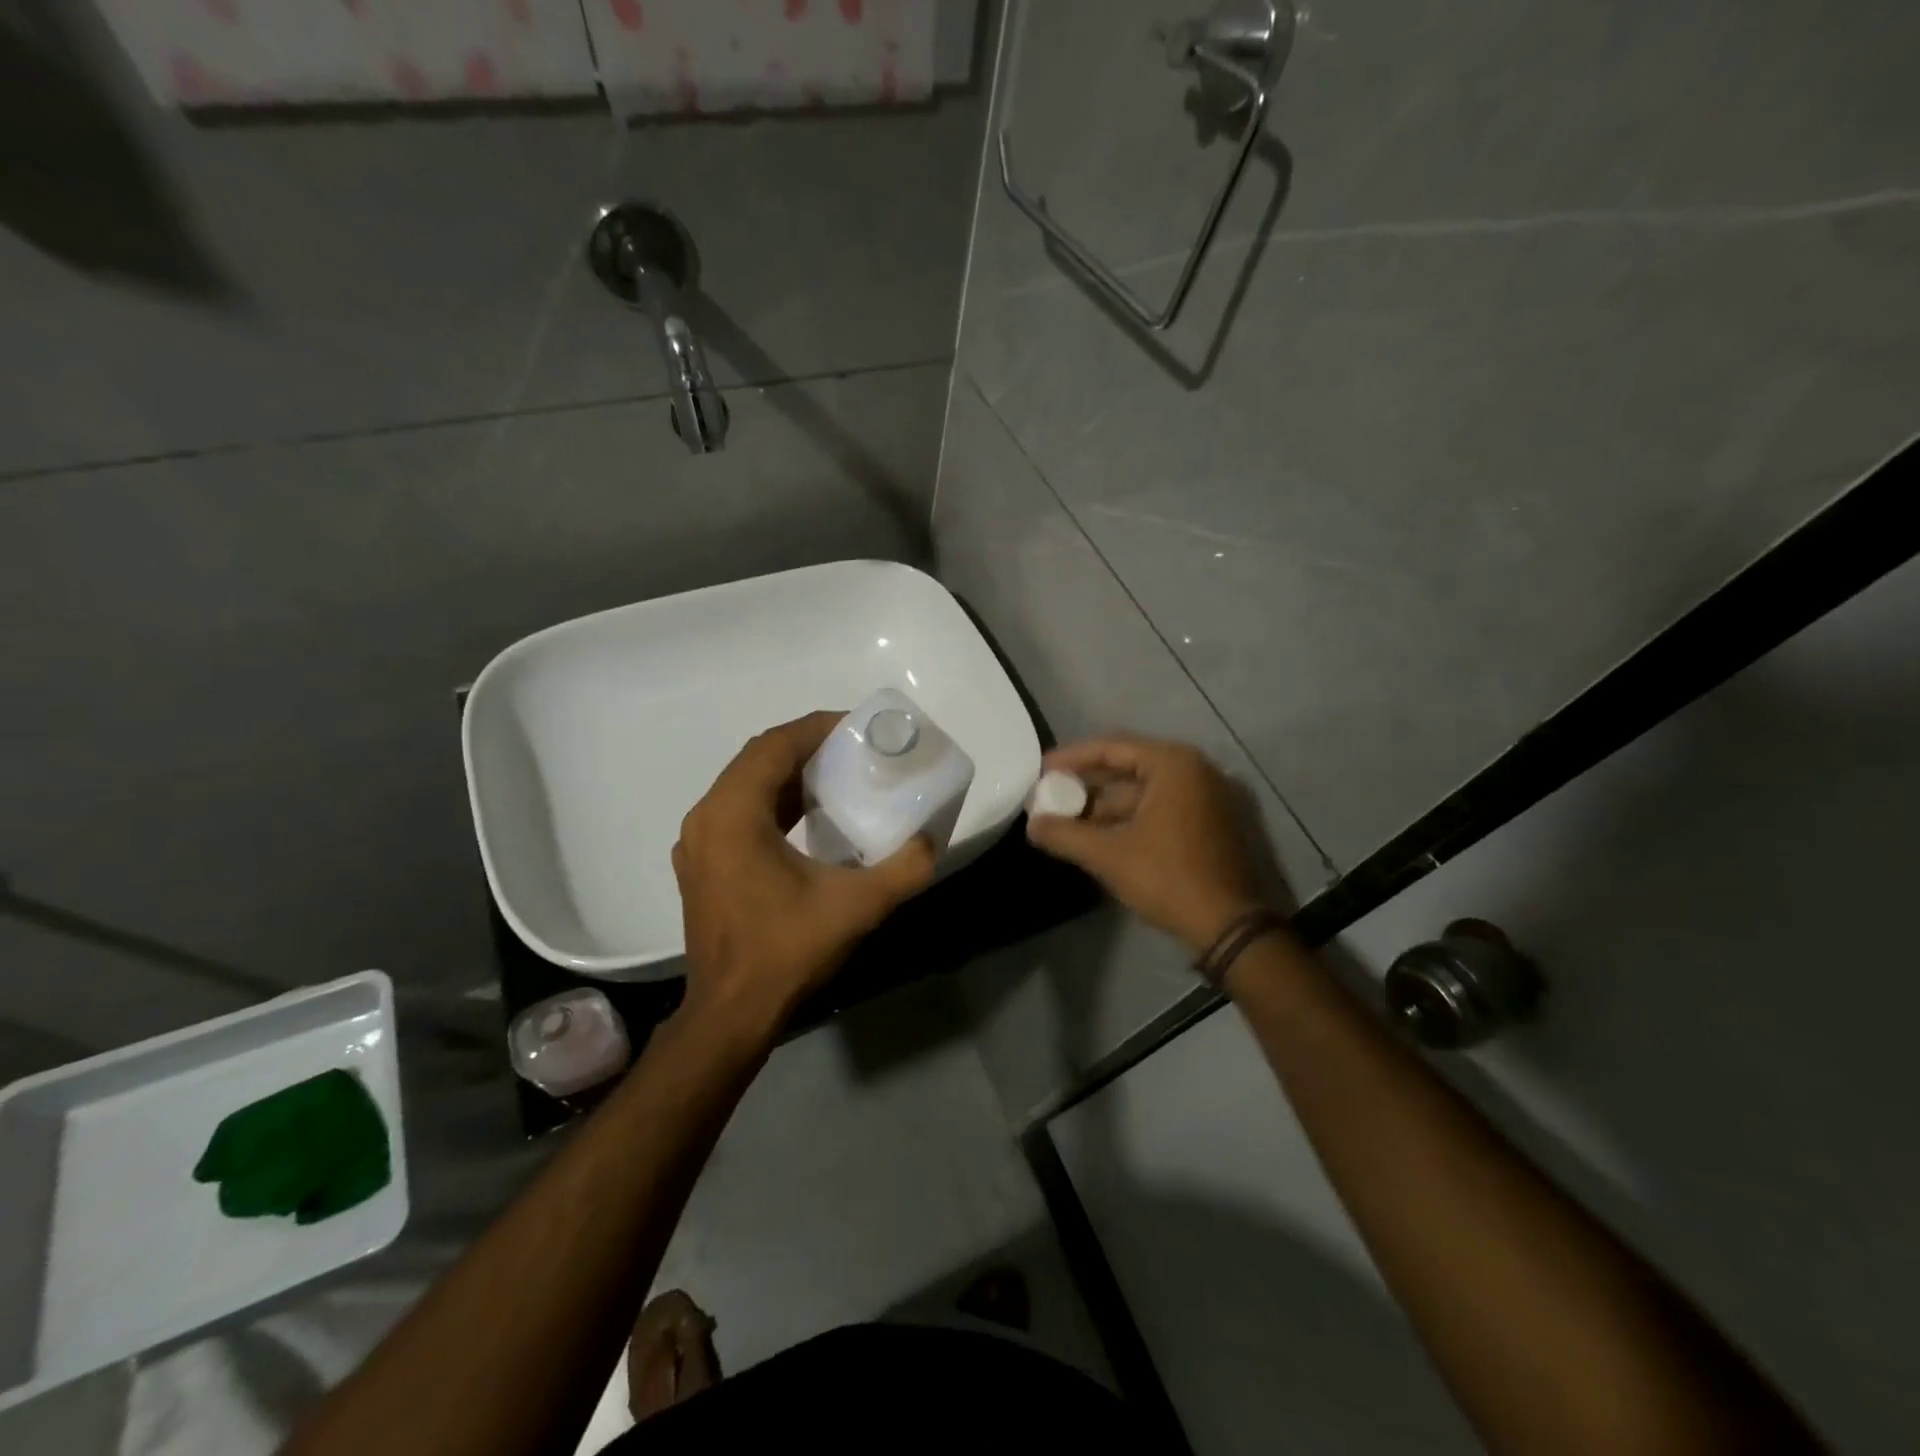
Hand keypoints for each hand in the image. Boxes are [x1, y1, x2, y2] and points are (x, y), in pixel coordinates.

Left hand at [672, 711, 936, 1037]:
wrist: (731, 1015)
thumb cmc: (786, 952)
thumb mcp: (858, 906)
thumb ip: (904, 868)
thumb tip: (931, 840)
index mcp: (733, 814)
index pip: (774, 746)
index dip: (817, 728)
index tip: (857, 727)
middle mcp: (706, 818)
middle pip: (757, 759)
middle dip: (806, 746)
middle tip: (853, 749)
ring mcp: (698, 843)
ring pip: (745, 785)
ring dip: (788, 773)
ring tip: (836, 775)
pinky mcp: (702, 865)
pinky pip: (738, 812)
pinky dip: (773, 801)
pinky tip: (808, 817)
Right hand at [1025, 736, 1268, 953]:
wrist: (1232, 927)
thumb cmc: (1169, 879)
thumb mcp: (1109, 856)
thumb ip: (1065, 835)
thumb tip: (1032, 824)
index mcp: (1174, 765)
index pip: (1113, 748)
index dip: (1073, 758)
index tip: (1043, 769)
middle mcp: (1197, 771)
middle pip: (1130, 768)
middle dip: (1089, 785)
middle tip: (1053, 796)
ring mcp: (1211, 797)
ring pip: (1147, 792)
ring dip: (1108, 807)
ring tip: (1071, 823)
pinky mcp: (1216, 822)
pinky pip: (1165, 808)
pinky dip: (1133, 818)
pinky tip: (1103, 837)